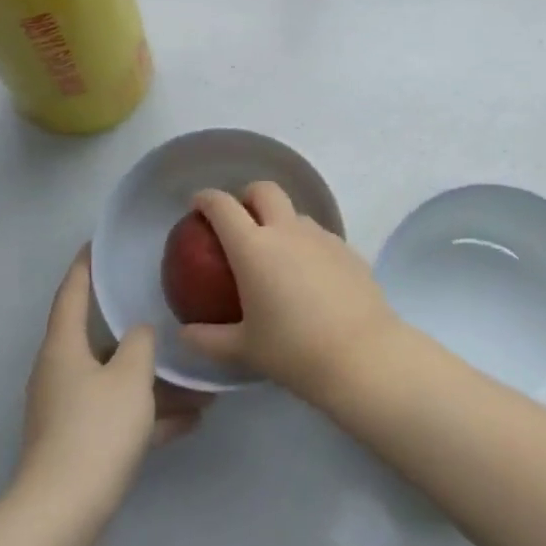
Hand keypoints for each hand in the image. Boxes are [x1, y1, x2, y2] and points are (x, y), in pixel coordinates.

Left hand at [16, 248, 205, 523]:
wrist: (64, 515)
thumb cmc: (96, 429)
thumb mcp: (130, 377)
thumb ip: (140, 344)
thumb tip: (139, 333)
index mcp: (63, 347)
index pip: (73, 292)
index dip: (85, 266)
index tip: (99, 242)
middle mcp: (61, 374)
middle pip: (100, 340)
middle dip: (137, 332)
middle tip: (168, 310)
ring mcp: (69, 412)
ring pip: (117, 383)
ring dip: (154, 381)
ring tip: (201, 380)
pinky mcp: (80, 446)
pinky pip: (120, 417)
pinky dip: (150, 416)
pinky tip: (193, 420)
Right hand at [180, 183, 402, 404]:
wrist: (361, 355)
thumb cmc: (293, 351)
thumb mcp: (243, 349)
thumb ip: (208, 339)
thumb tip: (184, 334)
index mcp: (253, 248)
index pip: (223, 206)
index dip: (206, 198)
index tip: (197, 205)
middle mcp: (287, 231)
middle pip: (264, 190)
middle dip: (247, 196)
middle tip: (239, 220)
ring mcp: (321, 237)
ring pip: (295, 213)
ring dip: (280, 221)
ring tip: (276, 256)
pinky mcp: (348, 249)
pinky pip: (319, 237)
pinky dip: (306, 245)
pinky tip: (309, 278)